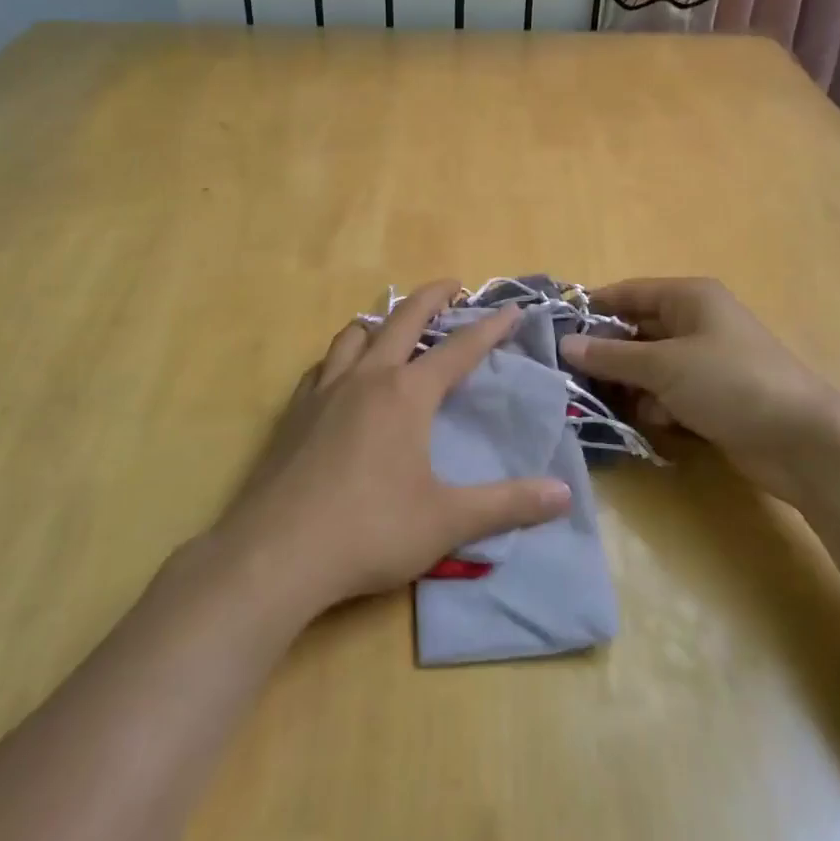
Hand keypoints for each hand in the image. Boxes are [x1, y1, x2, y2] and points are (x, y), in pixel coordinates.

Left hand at [215, 281, 572, 617]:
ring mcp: (325, 390)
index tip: (512, 309)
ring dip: (382, 321)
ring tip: (395, 326)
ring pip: (356, 333)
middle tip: (453, 286)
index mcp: (407, 394)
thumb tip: (564, 495)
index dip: (491, 327)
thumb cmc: (369, 531)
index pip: (460, 349)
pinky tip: (343, 375)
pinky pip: (324, 365)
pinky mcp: (294, 411)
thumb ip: (507, 505)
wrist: (275, 554)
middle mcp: (367, 377)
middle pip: (404, 318)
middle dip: (433, 297)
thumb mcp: (446, 522)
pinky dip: (343, 356)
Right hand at [563, 278, 838, 501]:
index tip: (556, 333)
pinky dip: (658, 407)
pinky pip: (669, 393)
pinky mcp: (713, 396)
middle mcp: (696, 322)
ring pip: (650, 367)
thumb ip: (612, 356)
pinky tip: (657, 424)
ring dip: (632, 387)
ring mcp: (706, 361)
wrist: (803, 442)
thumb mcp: (664, 366)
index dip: (594, 310)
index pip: (628, 293)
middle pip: (637, 331)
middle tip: (573, 380)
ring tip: (613, 407)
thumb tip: (565, 345)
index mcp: (689, 297)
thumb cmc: (730, 383)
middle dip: (609, 356)